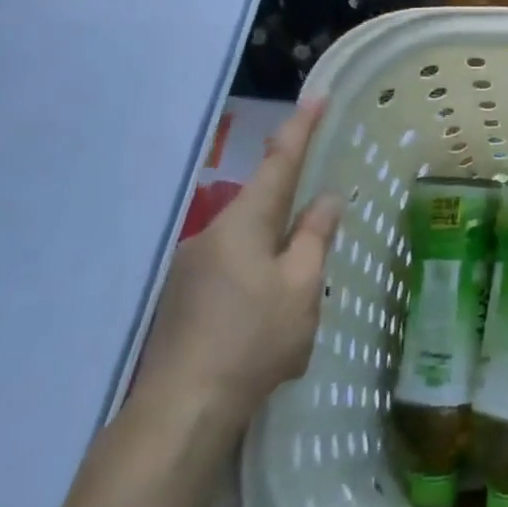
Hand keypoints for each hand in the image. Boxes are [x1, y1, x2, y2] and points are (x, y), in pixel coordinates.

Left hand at [139, 99, 341, 423]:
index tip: (316, 98)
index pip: (278, 163)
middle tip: (320, 237)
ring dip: (275, 258)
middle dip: (292, 215)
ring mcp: (191, 268)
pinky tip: (265, 325)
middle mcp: (211, 235)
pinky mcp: (182, 299)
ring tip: (294, 306)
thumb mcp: (301, 286)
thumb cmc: (253, 340)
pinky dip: (256, 283)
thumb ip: (315, 238)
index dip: (300, 129)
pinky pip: (231, 273)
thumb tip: (325, 199)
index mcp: (243, 224)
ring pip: (248, 246)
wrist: (183, 408)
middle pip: (262, 208)